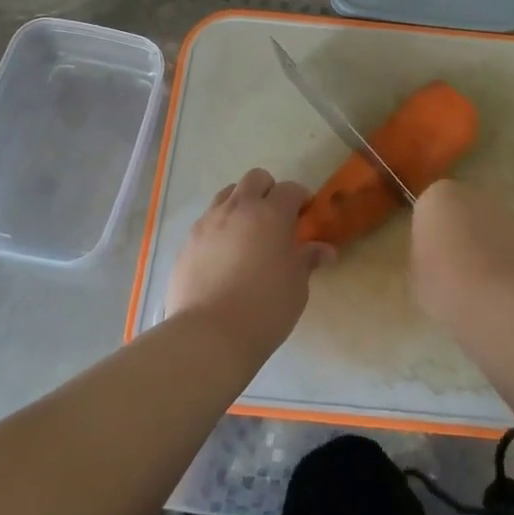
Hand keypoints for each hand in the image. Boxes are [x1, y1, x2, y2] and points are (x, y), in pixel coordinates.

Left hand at [165, 169, 332, 360]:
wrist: (208, 335)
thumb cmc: (264, 309)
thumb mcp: (296, 286)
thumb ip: (307, 260)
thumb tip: (325, 250)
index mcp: (271, 214)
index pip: (290, 189)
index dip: (301, 199)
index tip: (306, 216)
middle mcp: (238, 208)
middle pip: (256, 178)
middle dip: (269, 191)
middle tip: (276, 219)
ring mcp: (208, 222)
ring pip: (228, 194)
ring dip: (241, 204)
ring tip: (247, 234)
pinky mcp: (188, 242)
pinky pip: (207, 220)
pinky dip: (219, 227)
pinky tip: (223, 256)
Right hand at [410, 179, 513, 330]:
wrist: (502, 305)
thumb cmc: (446, 285)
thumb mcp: (416, 273)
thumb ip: (424, 254)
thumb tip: (435, 256)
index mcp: (438, 196)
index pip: (428, 209)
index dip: (428, 235)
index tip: (428, 259)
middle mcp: (474, 195)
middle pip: (461, 213)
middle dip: (458, 235)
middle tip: (450, 271)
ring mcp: (508, 215)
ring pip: (488, 229)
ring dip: (484, 248)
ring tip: (478, 287)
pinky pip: (510, 248)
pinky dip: (506, 263)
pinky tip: (500, 293)